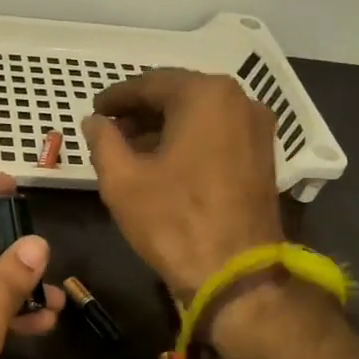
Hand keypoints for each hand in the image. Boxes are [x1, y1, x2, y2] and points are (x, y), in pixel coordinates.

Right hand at [82, 69, 283, 296]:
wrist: (235, 274)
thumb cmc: (173, 221)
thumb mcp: (122, 180)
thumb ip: (103, 140)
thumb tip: (94, 122)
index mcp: (205, 95)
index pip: (150, 84)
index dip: (117, 97)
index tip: (94, 109)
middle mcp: (239, 100)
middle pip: (179, 95)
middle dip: (142, 111)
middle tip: (109, 128)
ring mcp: (257, 128)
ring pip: (200, 115)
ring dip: (164, 126)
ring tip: (130, 148)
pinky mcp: (263, 157)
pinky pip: (218, 134)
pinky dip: (189, 140)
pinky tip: (163, 161)